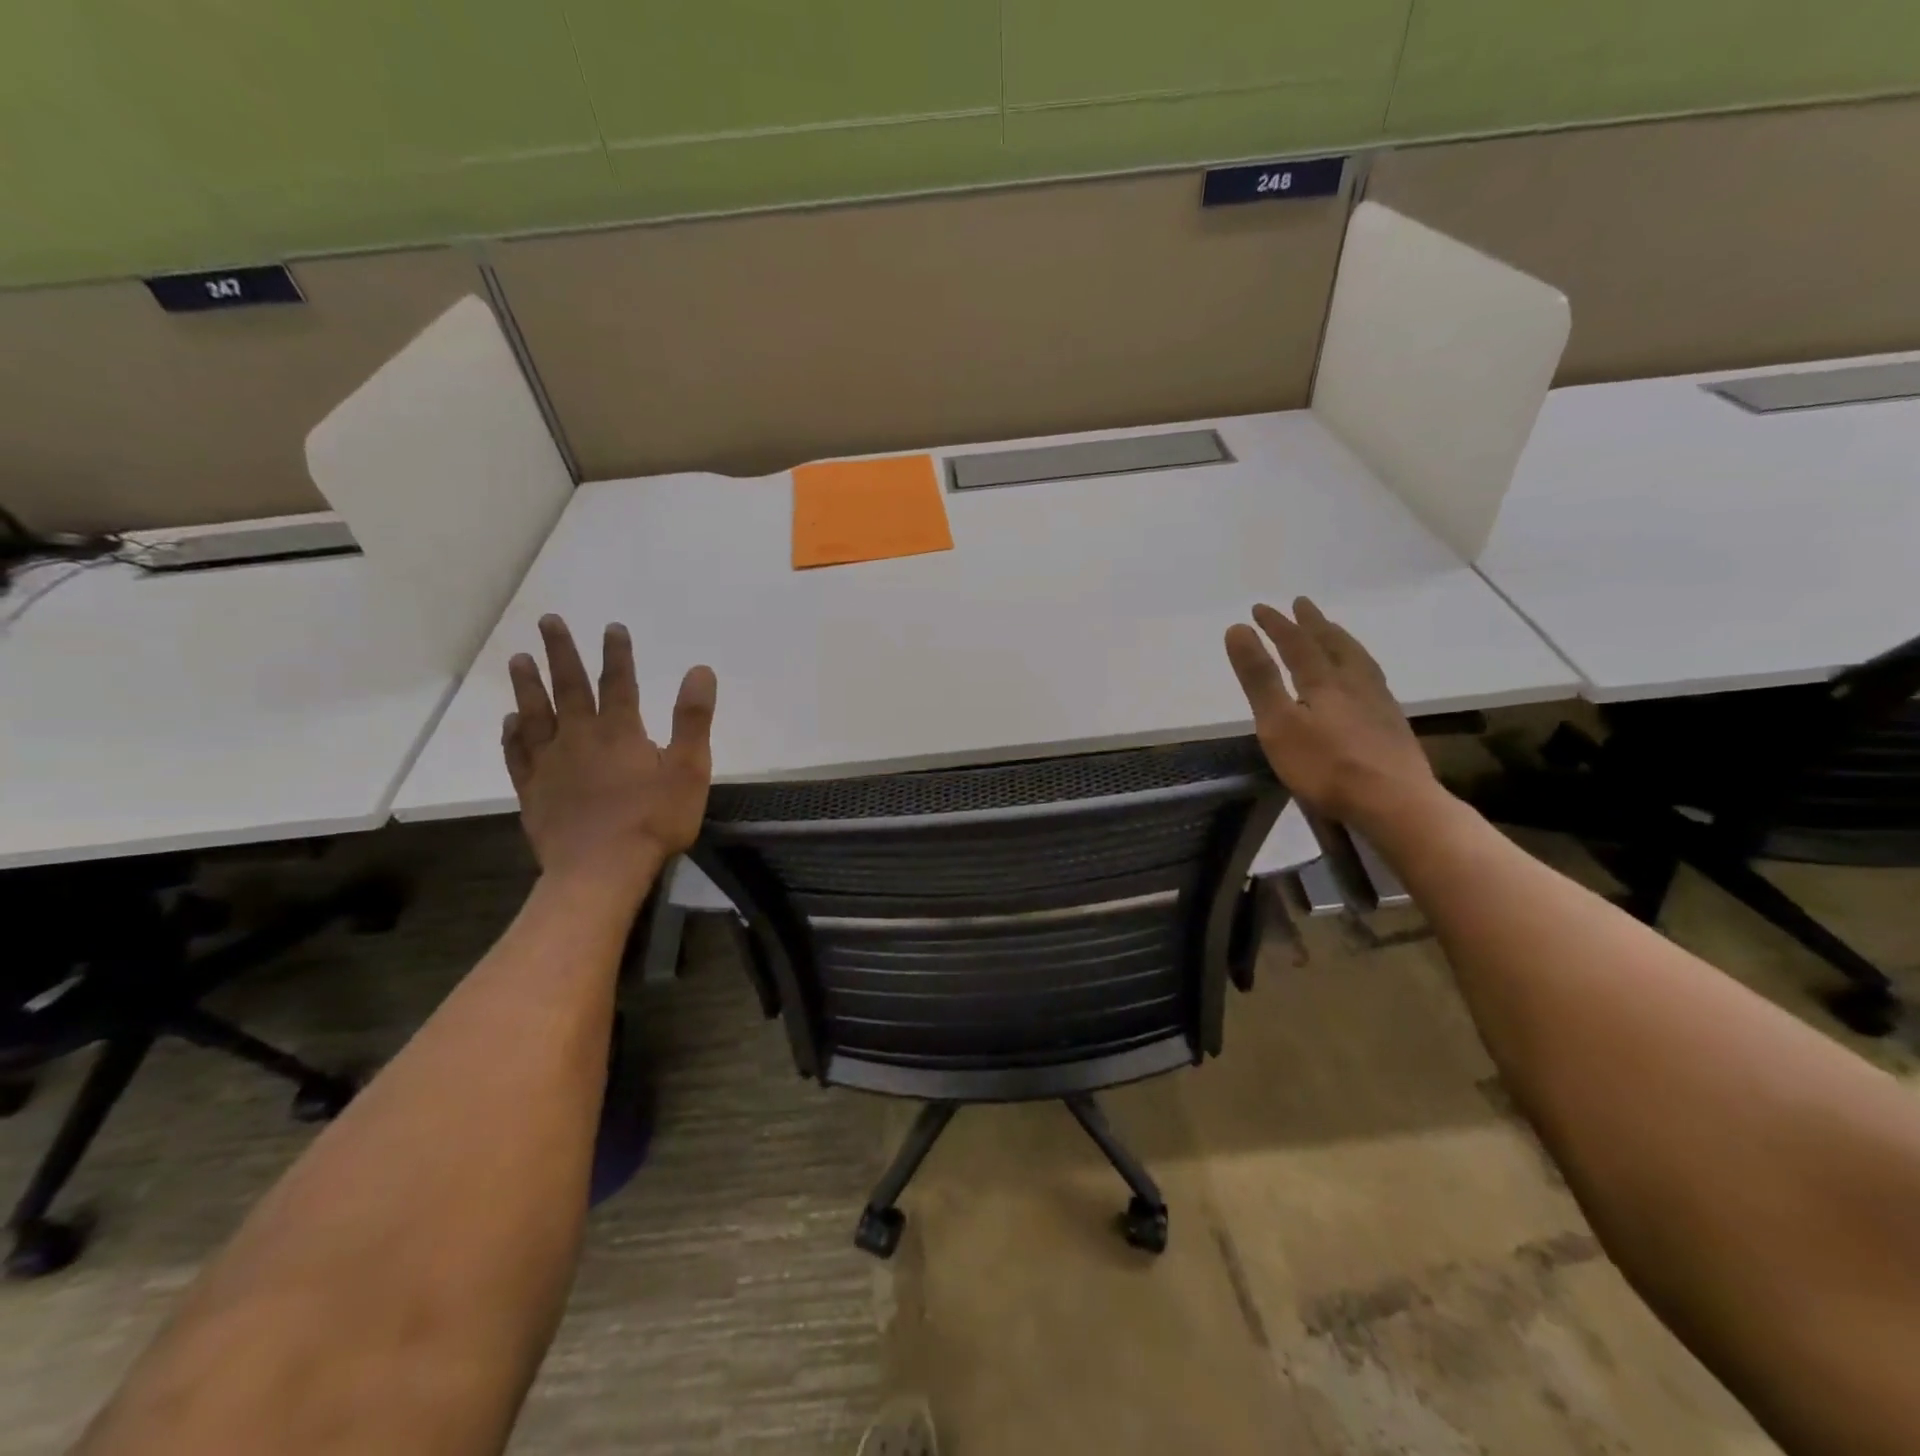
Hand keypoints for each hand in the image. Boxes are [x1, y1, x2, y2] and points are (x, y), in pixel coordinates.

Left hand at [502, 615, 716, 893]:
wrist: (601, 869)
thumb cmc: (654, 819)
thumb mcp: (689, 769)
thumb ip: (693, 719)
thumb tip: (700, 671)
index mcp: (620, 731)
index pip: (618, 681)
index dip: (617, 652)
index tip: (612, 626)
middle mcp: (580, 737)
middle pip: (569, 687)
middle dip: (560, 652)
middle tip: (548, 621)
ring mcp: (551, 763)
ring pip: (535, 714)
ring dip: (527, 685)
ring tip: (517, 659)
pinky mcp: (533, 789)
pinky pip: (518, 753)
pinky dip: (512, 734)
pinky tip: (509, 722)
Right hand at [1223, 598, 1437, 833]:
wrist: (1394, 802)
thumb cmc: (1325, 766)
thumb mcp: (1278, 723)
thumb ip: (1259, 677)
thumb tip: (1238, 629)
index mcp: (1323, 680)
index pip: (1296, 643)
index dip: (1276, 625)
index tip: (1259, 608)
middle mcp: (1354, 682)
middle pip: (1332, 644)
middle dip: (1312, 624)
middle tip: (1302, 604)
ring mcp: (1378, 702)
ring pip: (1358, 659)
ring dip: (1340, 640)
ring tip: (1333, 631)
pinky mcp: (1392, 724)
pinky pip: (1372, 678)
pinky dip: (1359, 664)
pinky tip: (1362, 677)